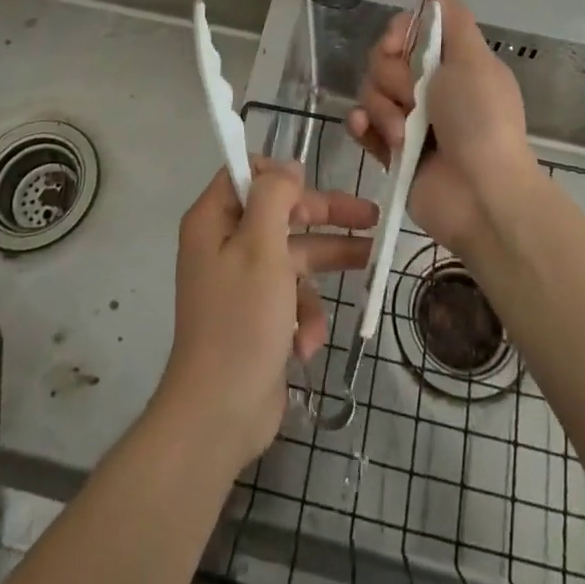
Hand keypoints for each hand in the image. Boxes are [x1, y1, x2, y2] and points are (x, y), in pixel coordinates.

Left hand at [153, 158, 376, 466]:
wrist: (219, 414)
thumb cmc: (241, 320)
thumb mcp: (261, 246)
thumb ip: (274, 196)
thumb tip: (286, 168)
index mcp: (214, 220)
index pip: (247, 173)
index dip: (282, 174)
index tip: (313, 182)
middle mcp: (224, 244)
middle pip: (281, 213)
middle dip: (324, 216)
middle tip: (370, 214)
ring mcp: (241, 282)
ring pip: (293, 256)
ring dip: (324, 268)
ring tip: (371, 261)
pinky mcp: (258, 316)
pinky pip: (290, 297)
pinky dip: (304, 315)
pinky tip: (308, 342)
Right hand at [345, 0, 536, 252]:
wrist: (481, 194)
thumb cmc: (481, 119)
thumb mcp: (475, 58)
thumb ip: (454, 20)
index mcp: (450, 63)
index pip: (408, 31)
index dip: (398, 33)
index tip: (398, 44)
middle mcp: (428, 87)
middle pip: (383, 59)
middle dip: (393, 77)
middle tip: (415, 98)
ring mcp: (408, 120)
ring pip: (370, 91)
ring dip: (385, 110)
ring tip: (406, 135)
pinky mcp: (391, 151)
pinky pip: (362, 125)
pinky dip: (362, 125)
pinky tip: (367, 130)